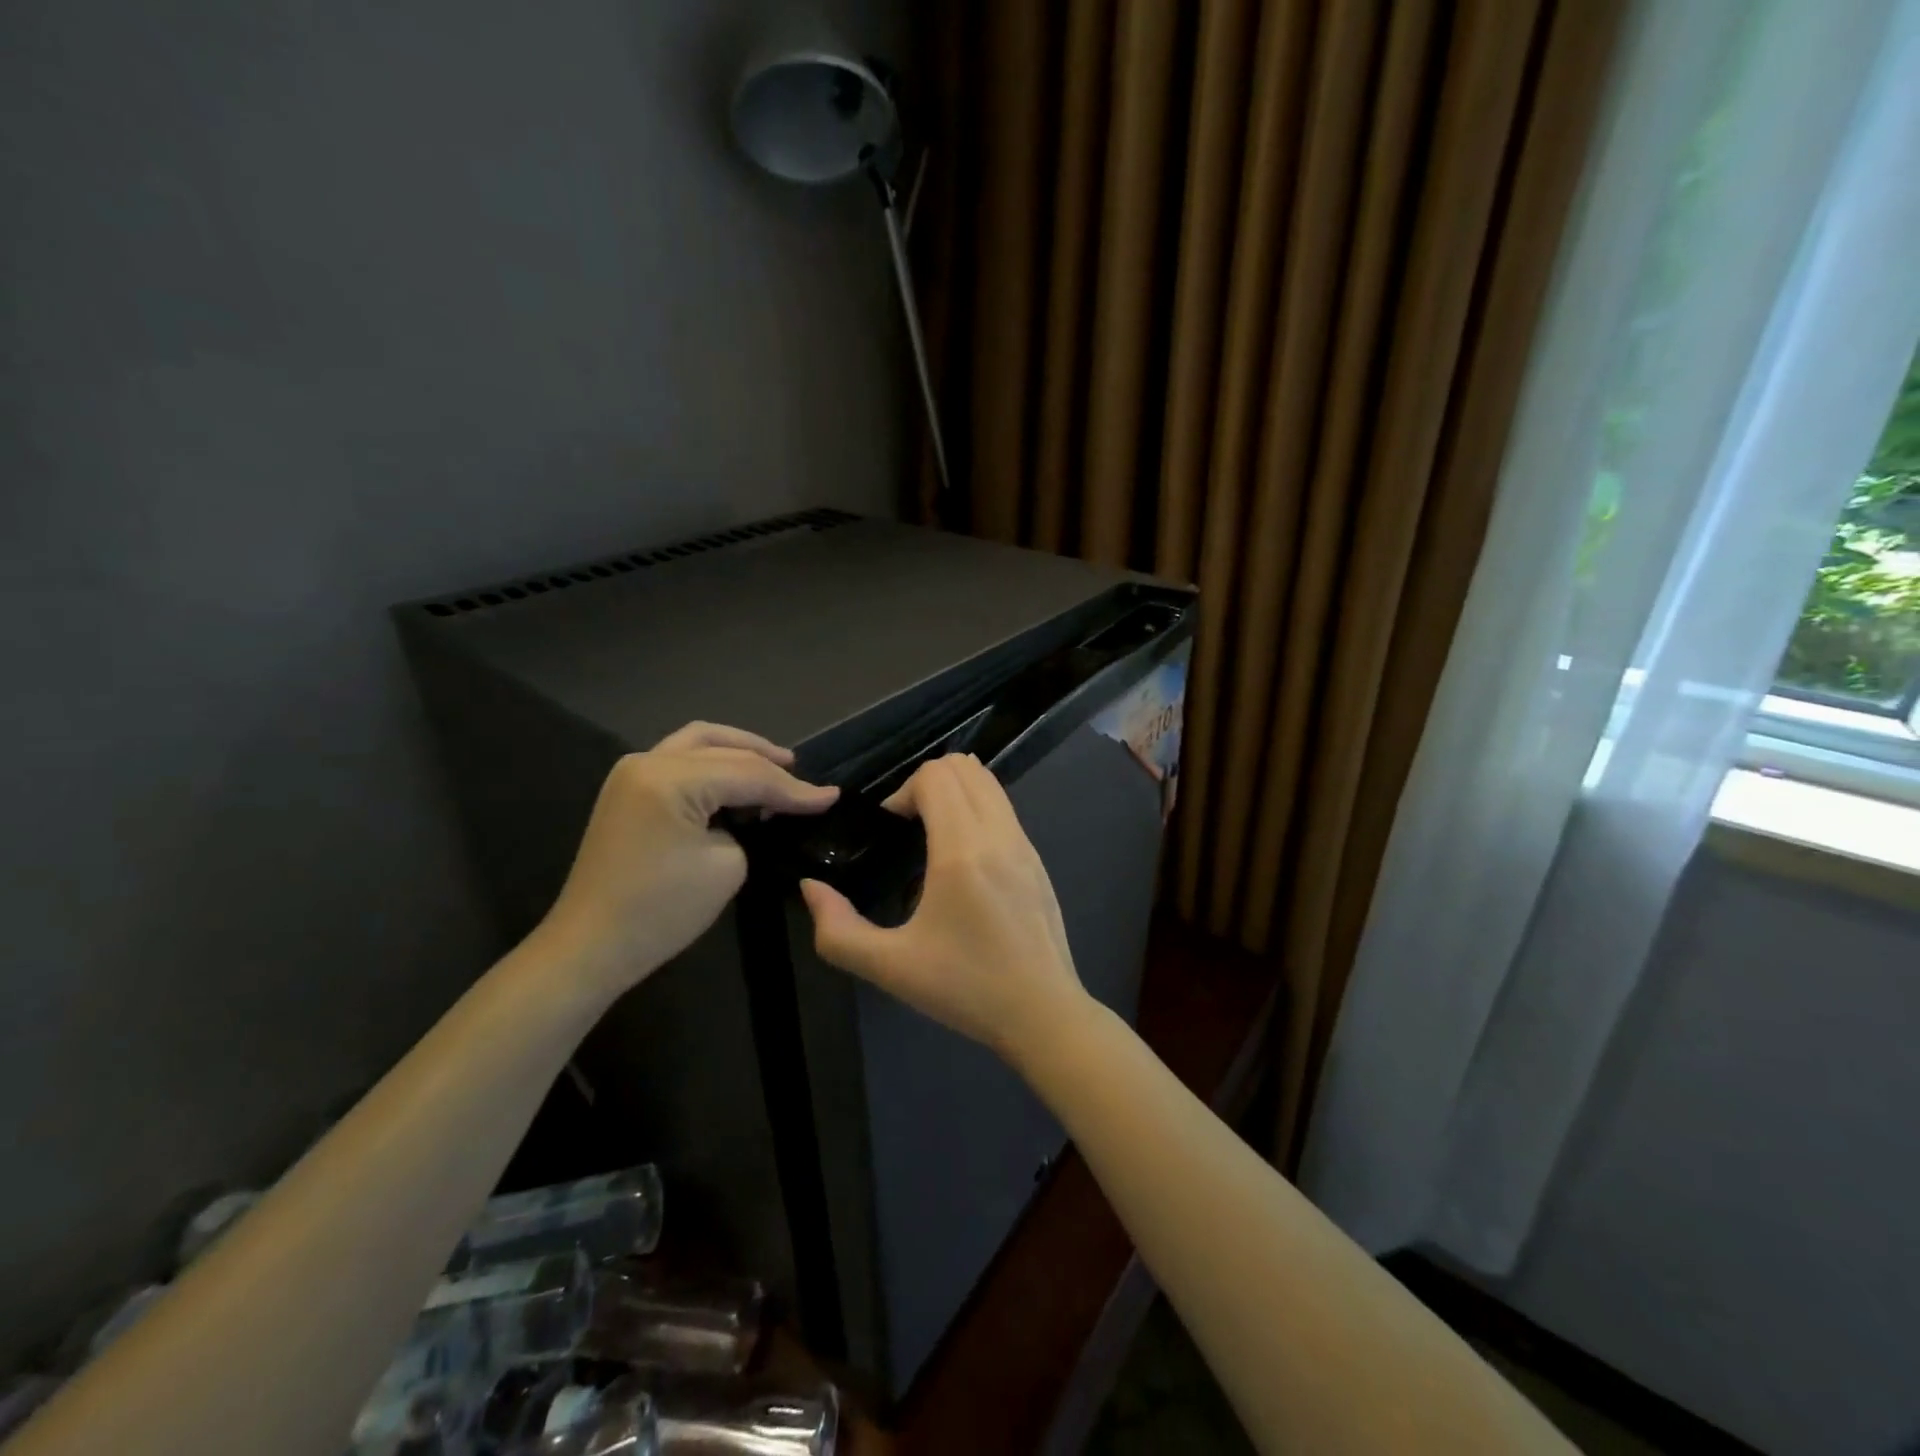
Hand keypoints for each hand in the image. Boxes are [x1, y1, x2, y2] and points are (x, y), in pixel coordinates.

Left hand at [539, 723, 837, 995]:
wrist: (591, 946)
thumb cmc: (661, 911)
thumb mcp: (726, 866)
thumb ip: (749, 825)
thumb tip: (760, 810)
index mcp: (670, 777)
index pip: (748, 774)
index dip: (794, 788)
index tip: (831, 797)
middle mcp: (647, 761)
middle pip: (723, 748)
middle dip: (768, 762)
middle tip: (805, 780)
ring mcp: (632, 773)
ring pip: (698, 742)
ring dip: (740, 750)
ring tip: (777, 765)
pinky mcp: (628, 790)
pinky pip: (680, 759)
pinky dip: (714, 762)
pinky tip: (738, 779)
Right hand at [799, 754, 1092, 1063]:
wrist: (1043, 1013)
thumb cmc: (965, 989)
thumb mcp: (890, 967)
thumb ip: (838, 930)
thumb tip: (811, 888)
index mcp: (962, 851)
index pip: (936, 776)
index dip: (903, 791)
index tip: (891, 829)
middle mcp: (998, 834)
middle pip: (963, 766)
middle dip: (926, 783)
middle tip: (908, 826)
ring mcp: (1025, 844)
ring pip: (988, 782)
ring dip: (955, 791)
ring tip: (933, 836)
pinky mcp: (1038, 859)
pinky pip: (1004, 807)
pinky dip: (978, 808)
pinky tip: (964, 859)